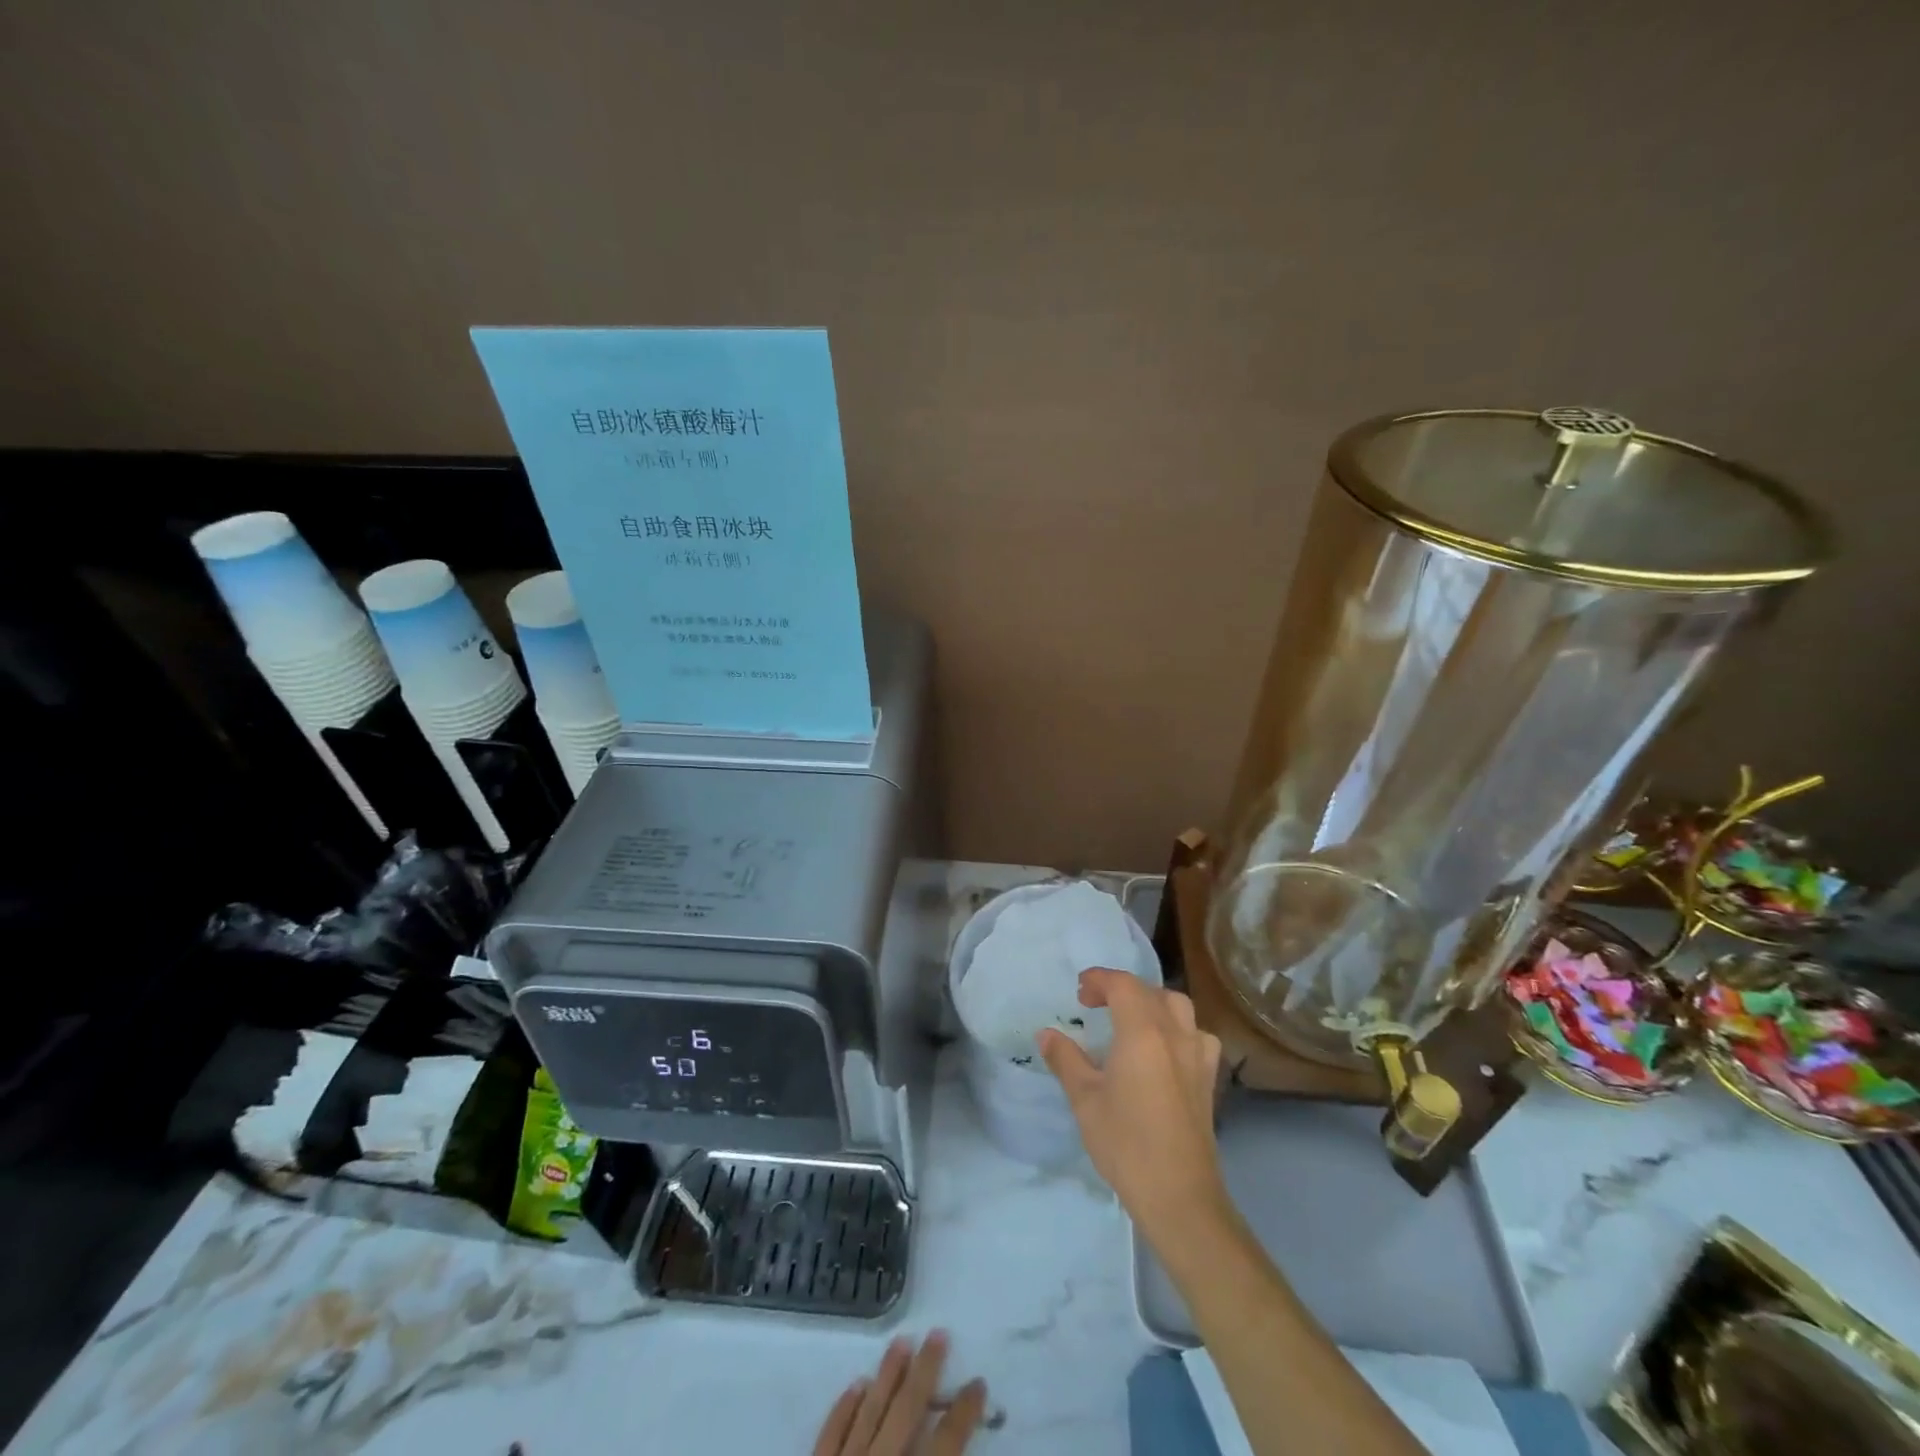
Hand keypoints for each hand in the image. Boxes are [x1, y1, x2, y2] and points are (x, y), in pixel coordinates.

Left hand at [812, 1331, 986, 1455]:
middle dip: (926, 1371)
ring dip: (887, 1375)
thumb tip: (959, 1444)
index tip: (980, 1382)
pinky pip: (830, 1434)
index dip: (965, 1412)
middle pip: (908, 1410)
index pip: (947, 1443)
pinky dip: (844, 1408)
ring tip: (901, 1341)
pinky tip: (856, 1384)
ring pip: (870, 1411)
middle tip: (939, 1332)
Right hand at [1037, 968, 1226, 1240]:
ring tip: (1131, 1021)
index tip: (1079, 991)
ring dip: (1153, 1004)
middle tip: (1097, 1005)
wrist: (1179, 1195)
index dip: (1099, 979)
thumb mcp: (1084, 1100)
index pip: (1122, 985)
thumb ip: (1065, 1060)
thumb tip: (1045, 1034)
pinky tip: (1165, 1051)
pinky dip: (1178, 1029)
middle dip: (1122, 989)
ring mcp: (1197, 1056)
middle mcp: (1175, 1034)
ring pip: (1179, 1008)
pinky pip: (1196, 1035)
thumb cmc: (1126, 1143)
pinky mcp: (1208, 1080)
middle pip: (1151, 992)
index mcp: (1142, 1032)